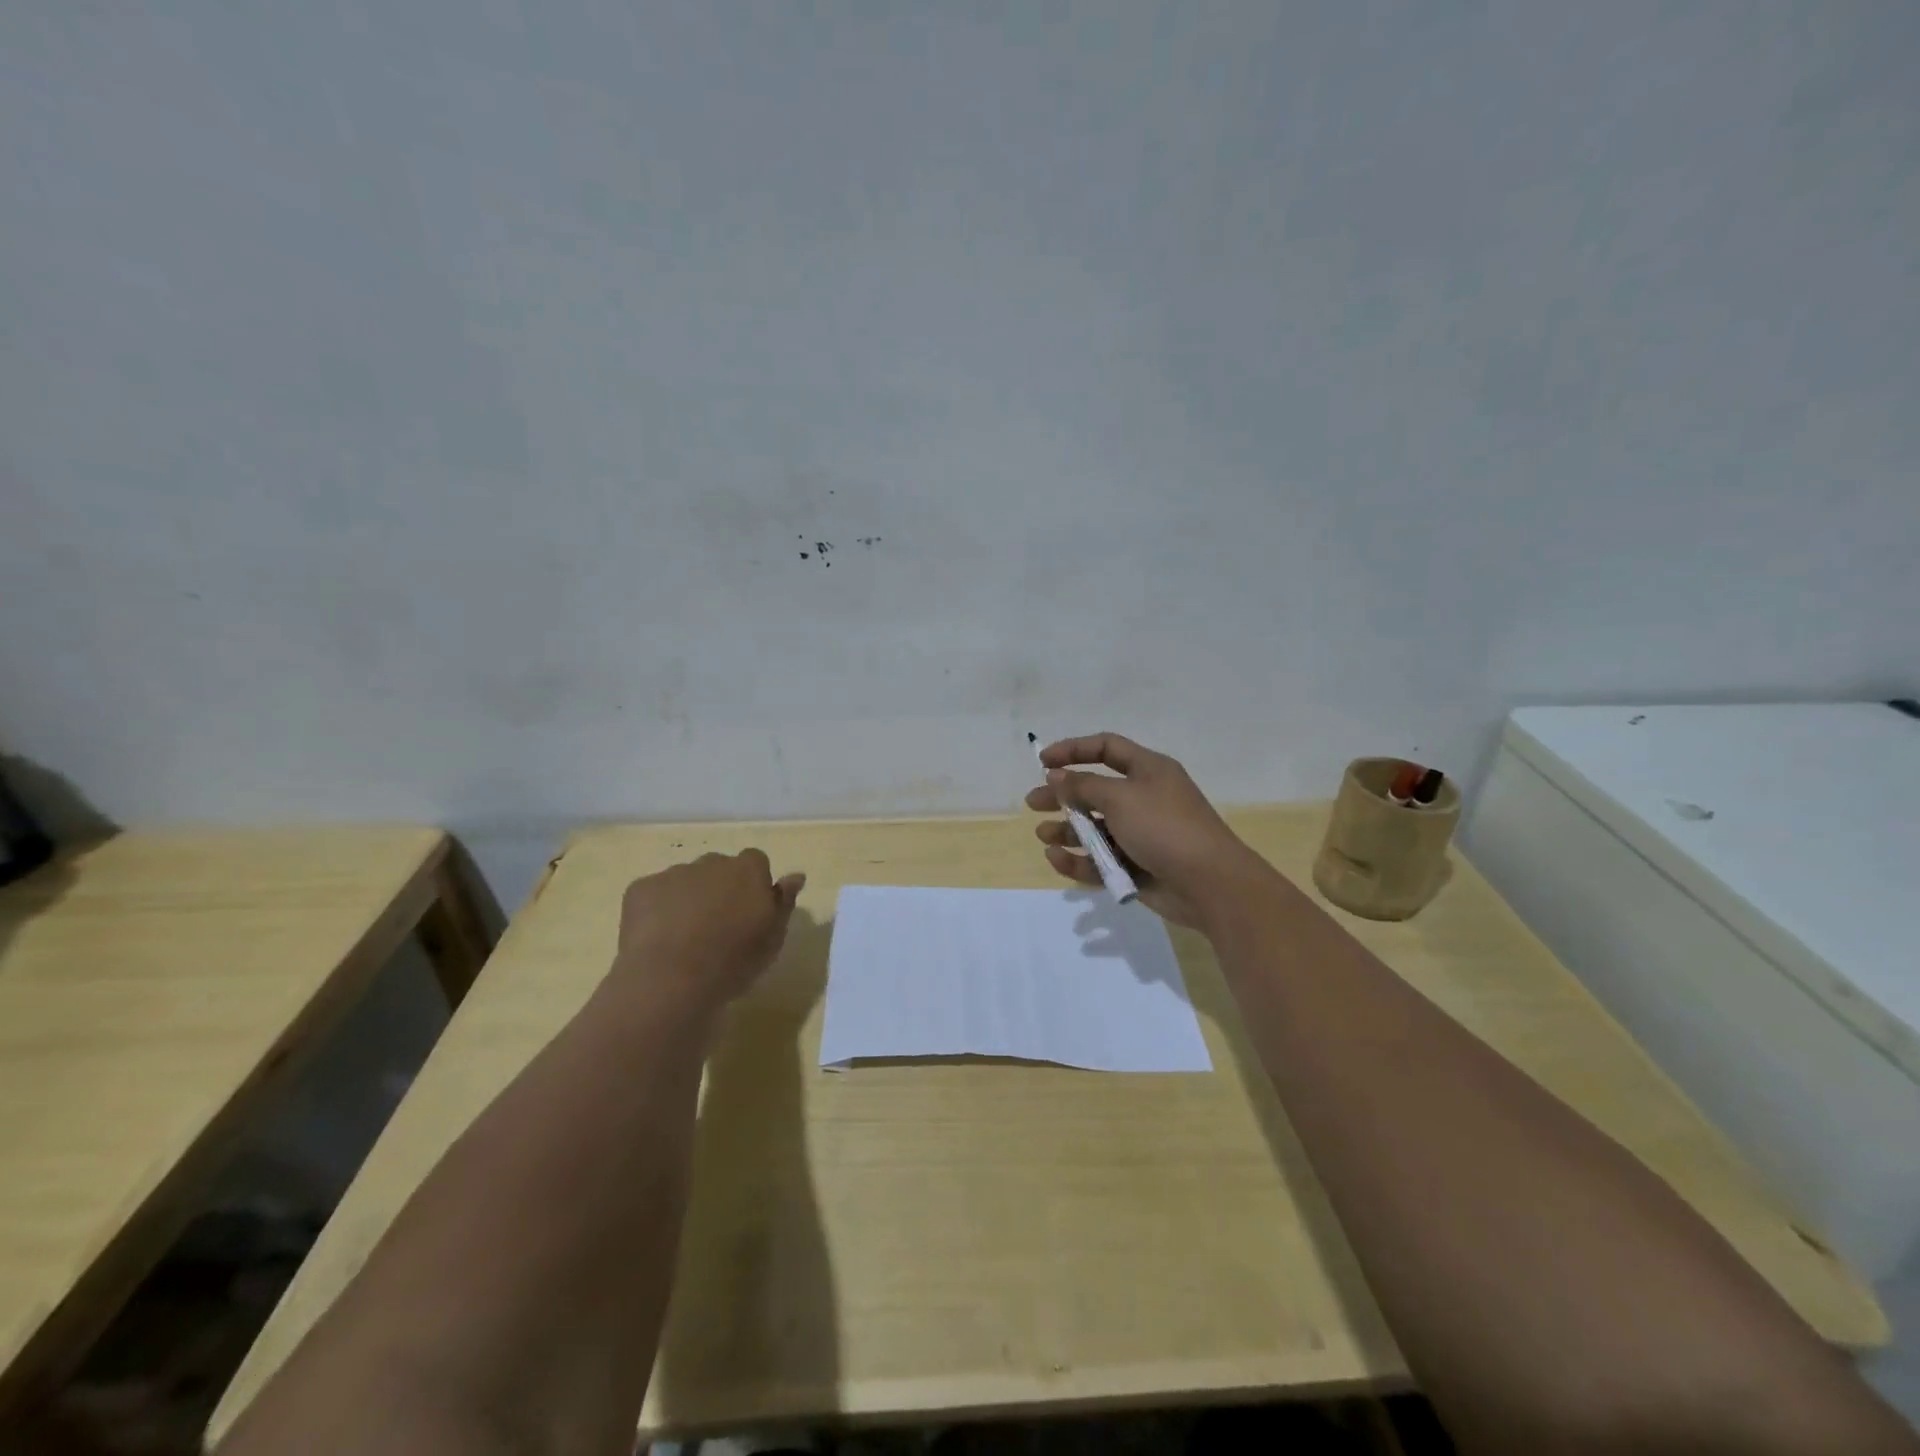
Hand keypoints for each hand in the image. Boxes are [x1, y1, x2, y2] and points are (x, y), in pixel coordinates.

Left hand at [615, 850, 805, 1014]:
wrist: (671, 980)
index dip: (753, 885)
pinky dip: (657, 910)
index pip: (756, 862)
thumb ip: (784, 902)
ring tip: (684, 939)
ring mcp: (673, 873)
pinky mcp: (640, 889)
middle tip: (717, 928)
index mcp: (748, 870)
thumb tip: (796, 875)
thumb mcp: (773, 938)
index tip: (749, 913)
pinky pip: (654, 894)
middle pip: (719, 868)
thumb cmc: (734, 961)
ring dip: (688, 899)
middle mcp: (712, 862)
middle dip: (719, 889)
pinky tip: (658, 940)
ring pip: (685, 880)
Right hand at [1026, 732, 1270, 928]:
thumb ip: (1083, 786)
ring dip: (1067, 830)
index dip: (1074, 750)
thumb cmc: (1164, 827)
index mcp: (1148, 770)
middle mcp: (1143, 798)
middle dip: (1062, 796)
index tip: (1042, 762)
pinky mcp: (1136, 866)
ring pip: (1095, 828)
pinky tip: (1057, 859)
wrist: (1209, 884)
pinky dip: (1079, 859)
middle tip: (1032, 803)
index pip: (1106, 748)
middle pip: (1094, 790)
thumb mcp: (1120, 798)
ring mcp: (1140, 834)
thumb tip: (1056, 775)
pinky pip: (1100, 859)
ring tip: (1044, 835)